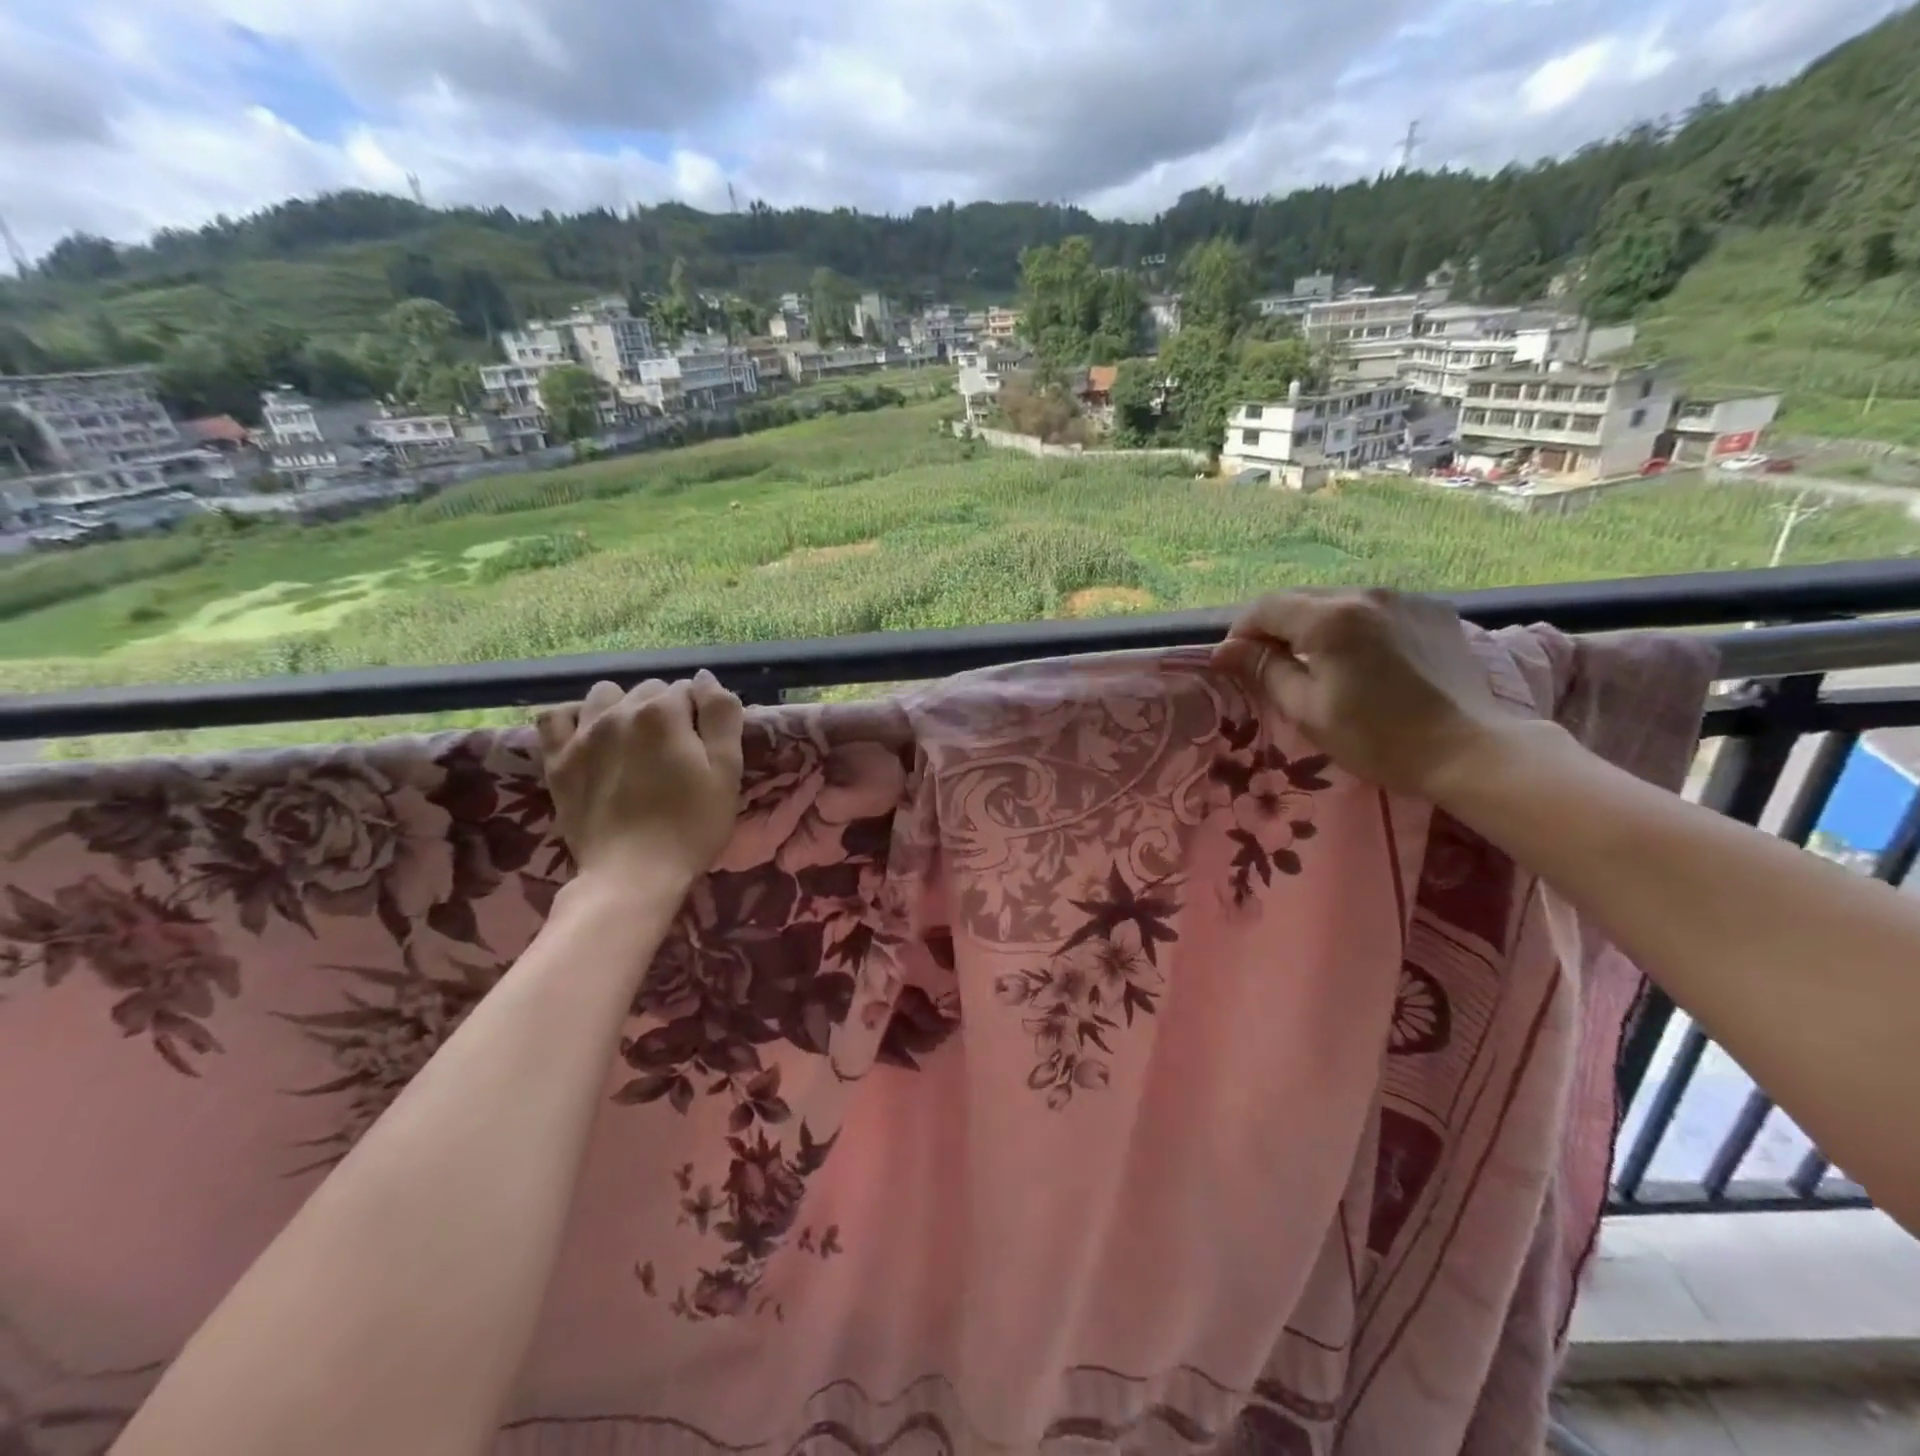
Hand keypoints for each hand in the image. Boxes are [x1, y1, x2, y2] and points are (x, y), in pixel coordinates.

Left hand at [537, 671, 744, 894]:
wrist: (632, 875)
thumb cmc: (691, 825)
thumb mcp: (727, 771)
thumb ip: (722, 716)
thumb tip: (706, 678)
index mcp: (663, 712)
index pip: (690, 690)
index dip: (702, 716)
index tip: (705, 748)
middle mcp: (619, 711)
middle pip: (649, 690)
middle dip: (666, 711)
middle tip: (676, 753)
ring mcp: (582, 734)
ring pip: (606, 695)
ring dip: (624, 708)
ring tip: (635, 743)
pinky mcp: (556, 760)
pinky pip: (556, 716)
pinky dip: (575, 719)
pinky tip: (590, 737)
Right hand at [1212, 588, 1520, 800]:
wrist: (1468, 750)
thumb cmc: (1376, 737)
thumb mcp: (1306, 709)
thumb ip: (1264, 670)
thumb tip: (1223, 650)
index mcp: (1329, 618)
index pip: (1265, 607)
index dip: (1241, 632)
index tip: (1234, 662)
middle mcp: (1364, 594)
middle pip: (1301, 599)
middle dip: (1276, 628)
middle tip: (1270, 666)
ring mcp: (1404, 598)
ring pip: (1338, 602)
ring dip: (1316, 626)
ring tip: (1318, 663)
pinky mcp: (1433, 610)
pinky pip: (1376, 610)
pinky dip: (1356, 627)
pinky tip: (1363, 659)